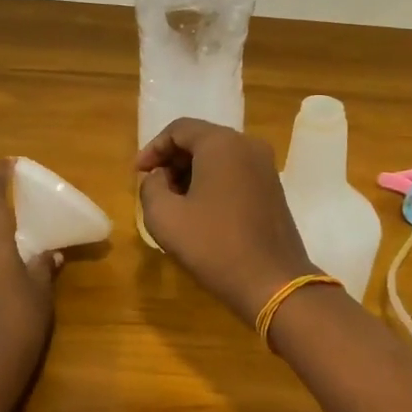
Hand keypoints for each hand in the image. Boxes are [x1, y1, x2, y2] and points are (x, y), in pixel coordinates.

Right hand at [135, 118, 314, 321]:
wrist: (272, 283)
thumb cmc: (214, 246)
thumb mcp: (164, 217)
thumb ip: (150, 187)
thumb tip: (158, 177)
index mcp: (221, 143)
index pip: (179, 129)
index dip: (153, 148)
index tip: (138, 174)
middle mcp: (248, 145)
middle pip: (201, 139)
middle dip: (173, 160)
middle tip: (154, 188)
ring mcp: (266, 166)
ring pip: (219, 156)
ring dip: (192, 172)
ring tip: (174, 202)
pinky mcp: (274, 187)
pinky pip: (236, 172)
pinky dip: (214, 181)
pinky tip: (201, 210)